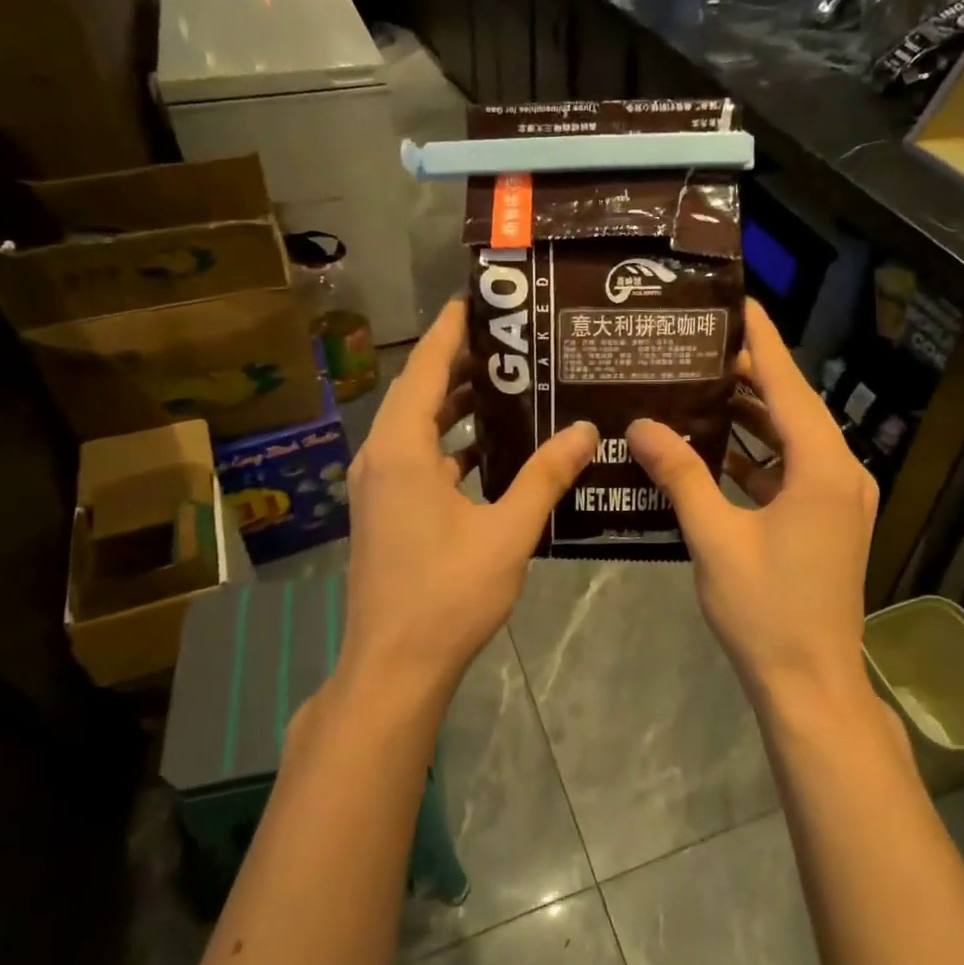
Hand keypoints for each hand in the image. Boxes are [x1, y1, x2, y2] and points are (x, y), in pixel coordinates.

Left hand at [340, 299, 595, 709]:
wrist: (394, 666)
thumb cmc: (447, 594)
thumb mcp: (507, 531)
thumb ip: (545, 476)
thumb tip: (585, 430)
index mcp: (402, 450)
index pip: (427, 369)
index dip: (450, 330)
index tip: (478, 298)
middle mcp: (380, 458)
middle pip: (420, 393)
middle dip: (460, 364)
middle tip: (511, 342)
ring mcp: (378, 487)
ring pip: (417, 428)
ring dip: (455, 406)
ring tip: (507, 386)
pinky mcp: (384, 512)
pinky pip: (417, 459)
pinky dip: (449, 445)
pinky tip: (489, 451)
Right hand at [629, 299, 876, 706]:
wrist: (811, 685)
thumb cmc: (766, 610)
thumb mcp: (716, 538)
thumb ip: (680, 476)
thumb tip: (642, 425)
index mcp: (823, 469)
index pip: (790, 385)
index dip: (763, 342)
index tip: (739, 303)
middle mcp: (842, 475)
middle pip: (794, 407)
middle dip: (751, 376)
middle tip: (699, 348)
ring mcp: (840, 501)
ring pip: (794, 440)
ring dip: (754, 416)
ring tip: (701, 388)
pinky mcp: (829, 523)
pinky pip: (794, 471)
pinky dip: (760, 456)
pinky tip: (718, 449)